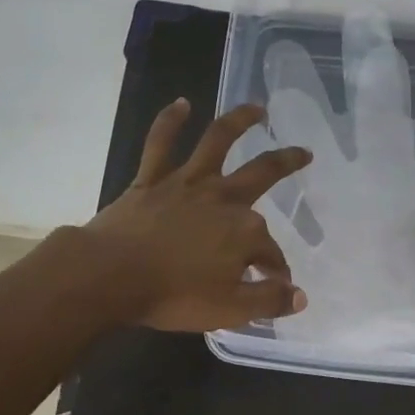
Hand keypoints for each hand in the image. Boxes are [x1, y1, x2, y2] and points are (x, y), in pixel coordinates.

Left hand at [83, 98, 311, 331]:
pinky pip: (161, 143)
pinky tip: (182, 104)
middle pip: (262, 174)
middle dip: (287, 162)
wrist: (110, 276)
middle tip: (304, 153)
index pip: (270, 252)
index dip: (275, 270)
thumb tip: (299, 296)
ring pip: (217, 142)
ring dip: (240, 121)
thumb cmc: (173, 296)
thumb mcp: (230, 310)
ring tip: (257, 108)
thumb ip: (268, 301)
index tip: (274, 286)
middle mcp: (222, 198)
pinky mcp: (151, 179)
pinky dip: (171, 121)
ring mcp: (186, 183)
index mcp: (244, 231)